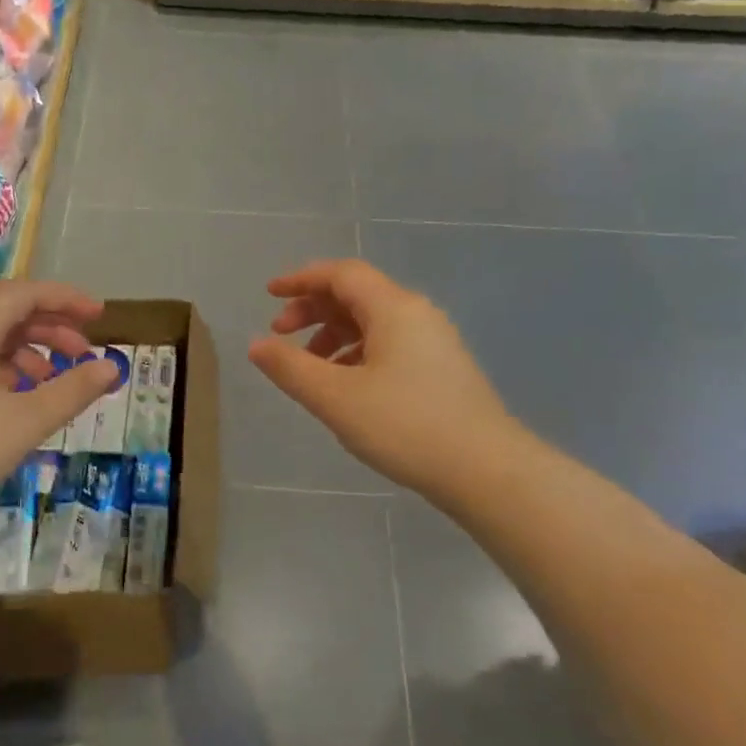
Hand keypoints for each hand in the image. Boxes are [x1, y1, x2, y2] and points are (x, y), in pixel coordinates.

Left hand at [0, 280, 117, 524]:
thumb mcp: (24, 421)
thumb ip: (72, 390)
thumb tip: (111, 366)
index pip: (24, 292)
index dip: (66, 299)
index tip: (100, 315)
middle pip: (6, 313)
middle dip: (50, 329)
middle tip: (83, 354)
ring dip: (26, 353)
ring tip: (51, 384)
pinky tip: (12, 403)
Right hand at [249, 259, 516, 503]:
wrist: (487, 471)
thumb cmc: (405, 426)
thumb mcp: (336, 398)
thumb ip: (291, 368)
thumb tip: (257, 345)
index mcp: (393, 308)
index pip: (341, 274)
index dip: (301, 279)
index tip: (269, 294)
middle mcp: (417, 314)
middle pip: (356, 295)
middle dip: (313, 309)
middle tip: (281, 335)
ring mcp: (434, 342)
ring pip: (373, 323)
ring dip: (334, 335)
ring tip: (310, 368)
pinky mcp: (442, 369)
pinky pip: (390, 345)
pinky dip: (358, 354)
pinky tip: (346, 387)